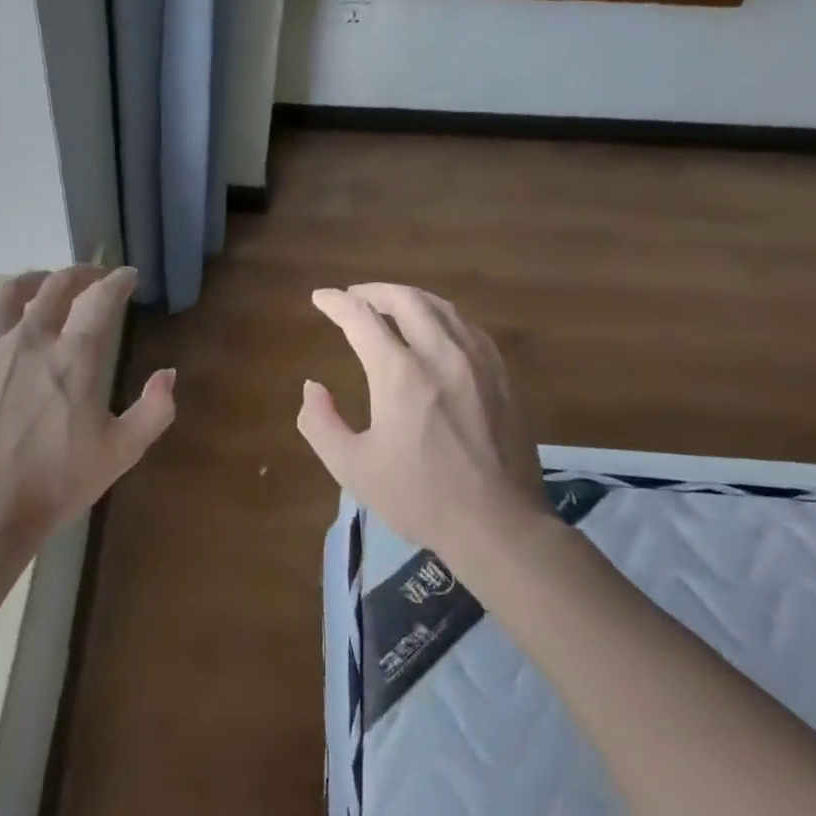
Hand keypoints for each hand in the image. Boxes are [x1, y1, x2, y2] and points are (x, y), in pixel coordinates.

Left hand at [0, 265, 174, 547]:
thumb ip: (154, 410)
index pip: (100, 299)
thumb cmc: (56, 483)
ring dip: (33, 281)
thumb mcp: (120, 452)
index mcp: (74, 357)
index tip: (128, 277)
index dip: (118, 281)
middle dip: (80, 274)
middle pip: (56, 287)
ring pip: (9, 294)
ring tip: (44, 283)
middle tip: (92, 278)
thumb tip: (168, 373)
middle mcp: (30, 339)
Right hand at [297, 283, 555, 591]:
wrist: (498, 525)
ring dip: (410, 298)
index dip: (336, 302)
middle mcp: (441, 355)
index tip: (320, 297)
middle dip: (373, 291)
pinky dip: (443, 315)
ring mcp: (478, 362)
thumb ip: (320, 422)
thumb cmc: (419, 497)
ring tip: (390, 304)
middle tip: (353, 296)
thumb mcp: (352, 467)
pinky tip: (436, 328)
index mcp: (400, 375)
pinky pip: (469, 327)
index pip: (362, 318)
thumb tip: (313, 387)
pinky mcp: (502, 376)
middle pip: (406, 300)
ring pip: (442, 307)